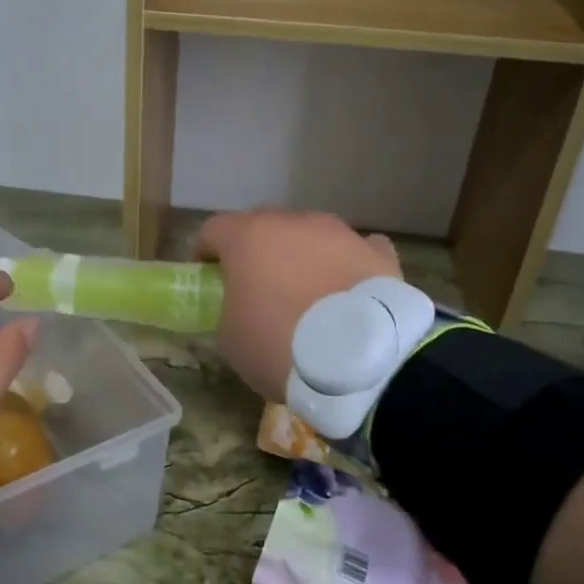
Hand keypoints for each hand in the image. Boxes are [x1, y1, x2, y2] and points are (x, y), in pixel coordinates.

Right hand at [195, 210, 401, 403]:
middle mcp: (293, 223)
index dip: (206, 252)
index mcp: (248, 237)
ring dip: (303, 255)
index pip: (213, 229)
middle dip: (257, 251)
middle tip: (257, 286)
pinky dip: (348, 264)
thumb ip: (230, 311)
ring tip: (308, 293)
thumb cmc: (279, 345)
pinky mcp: (377, 253)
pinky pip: (357, 250)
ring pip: (311, 235)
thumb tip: (242, 310)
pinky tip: (349, 288)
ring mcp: (339, 233)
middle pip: (264, 225)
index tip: (208, 276)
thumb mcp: (231, 338)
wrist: (359, 360)